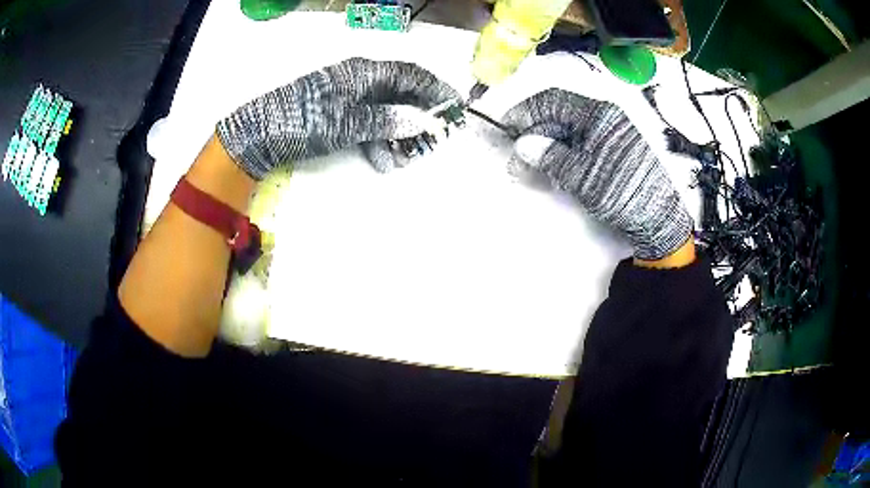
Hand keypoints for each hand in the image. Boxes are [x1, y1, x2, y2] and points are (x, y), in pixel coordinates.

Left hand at [217, 58, 459, 178]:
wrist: (259, 135)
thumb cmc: (302, 122)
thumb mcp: (346, 122)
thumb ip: (386, 120)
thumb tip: (421, 120)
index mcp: (364, 72)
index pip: (411, 75)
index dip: (436, 89)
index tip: (456, 107)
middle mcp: (360, 80)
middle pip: (401, 94)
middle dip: (420, 116)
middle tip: (435, 139)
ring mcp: (348, 98)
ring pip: (386, 111)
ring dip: (399, 133)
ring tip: (406, 158)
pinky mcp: (337, 114)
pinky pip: (368, 123)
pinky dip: (379, 140)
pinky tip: (382, 159)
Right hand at [503, 88, 692, 260]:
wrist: (659, 219)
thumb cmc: (623, 193)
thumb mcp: (583, 176)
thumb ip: (551, 157)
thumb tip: (523, 145)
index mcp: (598, 114)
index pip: (552, 101)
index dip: (525, 112)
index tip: (503, 127)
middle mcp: (604, 118)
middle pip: (558, 116)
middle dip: (533, 136)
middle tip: (516, 161)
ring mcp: (609, 135)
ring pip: (568, 132)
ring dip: (546, 147)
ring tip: (531, 172)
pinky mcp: (612, 151)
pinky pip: (580, 144)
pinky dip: (562, 156)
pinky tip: (553, 172)